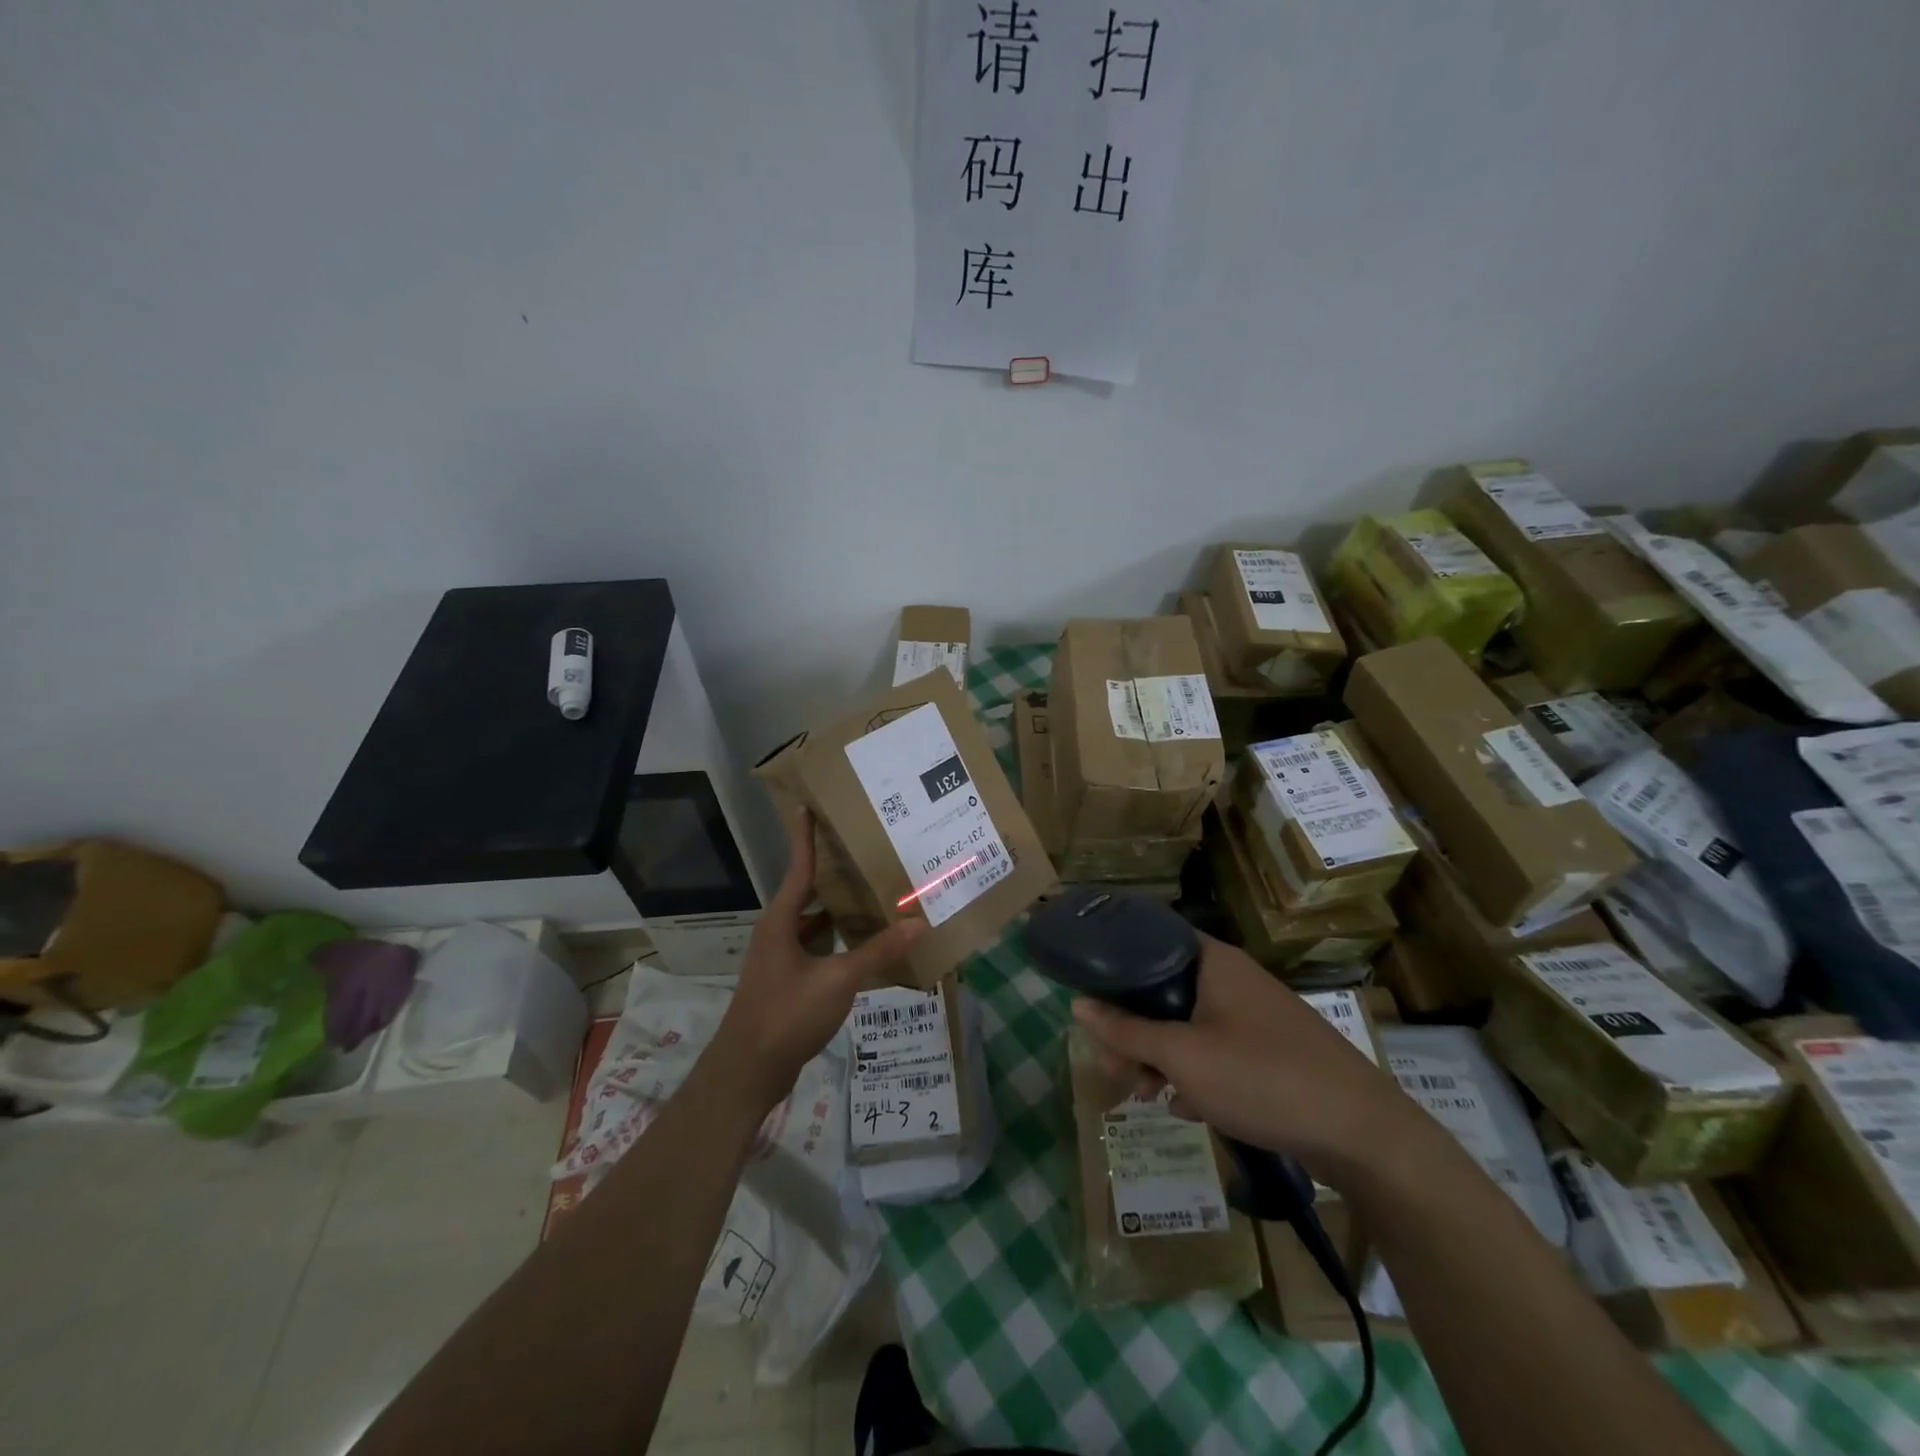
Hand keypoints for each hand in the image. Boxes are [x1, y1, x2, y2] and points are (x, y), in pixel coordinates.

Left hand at [708, 809, 924, 1112]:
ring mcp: (782, 959)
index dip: (806, 837)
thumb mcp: (837, 980)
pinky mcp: (791, 982)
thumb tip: (918, 923)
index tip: (809, 806)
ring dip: (842, 911)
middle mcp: (779, 932)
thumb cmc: (786, 1015)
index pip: (799, 866)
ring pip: (817, 924)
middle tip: (868, 851)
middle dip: (836, 873)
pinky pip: (821, 949)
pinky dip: (842, 942)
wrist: (747, 1072)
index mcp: (781, 921)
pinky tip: (869, 945)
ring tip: (877, 893)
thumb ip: (877, 951)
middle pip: (809, 892)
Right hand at [1070, 934, 1423, 1183]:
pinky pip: (1217, 1050)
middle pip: (1164, 989)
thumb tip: (1077, 1003)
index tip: (1091, 999)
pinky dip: (1194, 1072)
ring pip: (1189, 1024)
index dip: (1115, 966)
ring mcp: (1256, 1015)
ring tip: (1144, 1095)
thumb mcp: (1182, 1056)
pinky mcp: (1272, 1051)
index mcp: (1213, 962)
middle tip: (1114, 1068)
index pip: (1150, 940)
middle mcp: (1234, 979)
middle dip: (1133, 1029)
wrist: (1363, 1134)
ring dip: (1160, 1056)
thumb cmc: (1262, 1078)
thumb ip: (1127, 1030)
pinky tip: (1184, 1107)